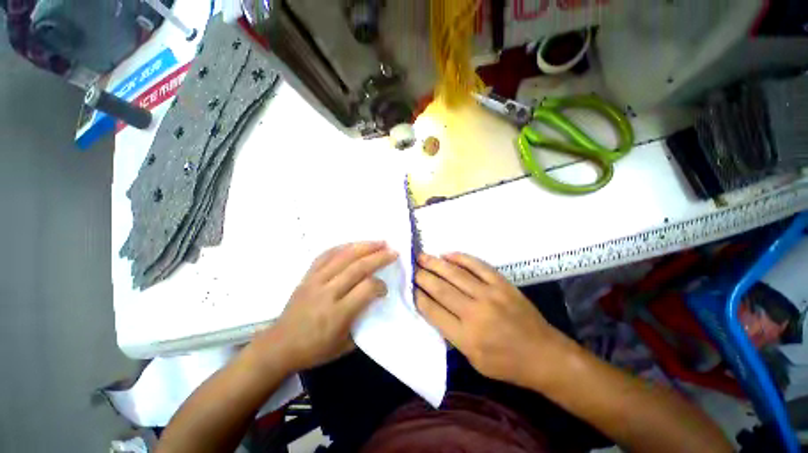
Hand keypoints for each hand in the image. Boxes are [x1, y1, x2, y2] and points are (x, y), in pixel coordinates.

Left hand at [255, 242, 397, 372]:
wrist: (279, 346)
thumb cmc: (315, 349)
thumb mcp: (345, 345)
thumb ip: (363, 322)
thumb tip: (376, 301)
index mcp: (338, 314)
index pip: (366, 289)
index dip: (380, 285)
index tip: (385, 289)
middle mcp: (327, 293)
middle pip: (358, 267)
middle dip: (379, 257)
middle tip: (393, 252)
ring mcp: (315, 281)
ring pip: (343, 256)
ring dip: (364, 246)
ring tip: (379, 242)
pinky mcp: (307, 276)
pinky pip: (326, 255)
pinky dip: (342, 247)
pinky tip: (354, 244)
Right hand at [415, 253, 569, 387]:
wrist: (544, 355)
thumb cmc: (506, 364)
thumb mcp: (473, 360)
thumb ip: (451, 334)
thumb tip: (434, 309)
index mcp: (466, 337)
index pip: (433, 310)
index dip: (418, 296)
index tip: (410, 286)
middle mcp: (475, 312)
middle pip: (441, 289)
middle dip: (422, 276)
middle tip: (411, 267)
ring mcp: (490, 294)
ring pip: (456, 274)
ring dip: (436, 263)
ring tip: (422, 256)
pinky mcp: (502, 284)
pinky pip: (478, 265)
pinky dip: (461, 258)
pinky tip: (448, 254)